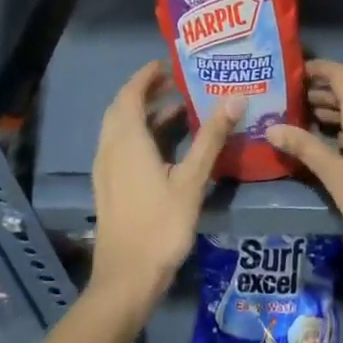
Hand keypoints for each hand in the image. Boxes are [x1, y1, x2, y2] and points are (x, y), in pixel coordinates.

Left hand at [89, 61, 240, 313]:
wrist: (127, 278)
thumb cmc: (161, 225)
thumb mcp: (192, 180)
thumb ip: (212, 137)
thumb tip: (236, 98)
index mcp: (127, 142)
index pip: (130, 95)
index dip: (146, 76)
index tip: (169, 64)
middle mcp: (110, 149)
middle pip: (121, 110)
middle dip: (145, 92)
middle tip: (176, 83)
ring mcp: (106, 170)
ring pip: (120, 130)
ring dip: (144, 115)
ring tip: (178, 110)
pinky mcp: (109, 187)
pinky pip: (121, 148)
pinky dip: (140, 136)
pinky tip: (166, 148)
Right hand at [266, 60, 342, 259]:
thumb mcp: (333, 173)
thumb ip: (304, 146)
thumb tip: (271, 129)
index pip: (339, 74)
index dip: (318, 69)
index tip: (295, 73)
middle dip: (322, 92)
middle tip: (293, 100)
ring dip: (336, 108)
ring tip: (307, 118)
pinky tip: (334, 138)